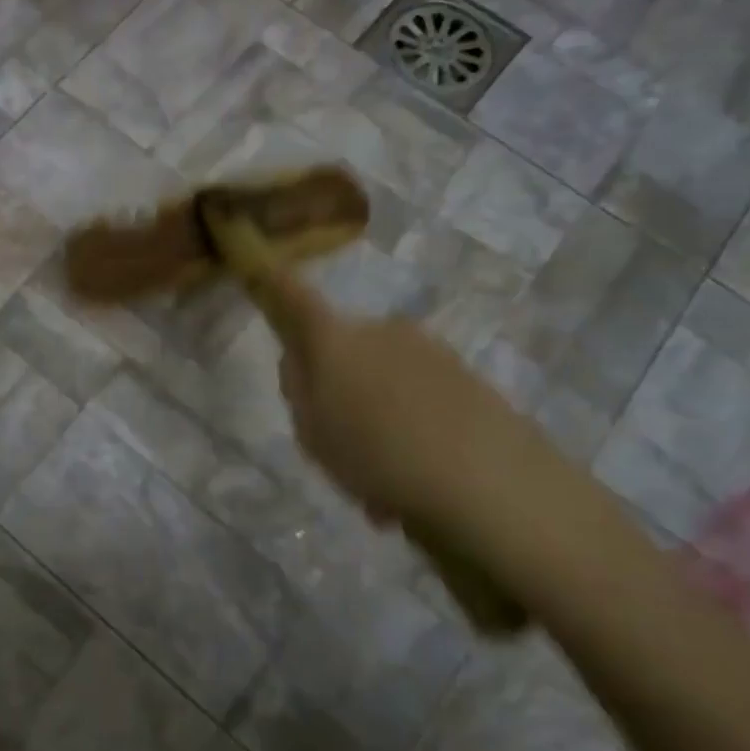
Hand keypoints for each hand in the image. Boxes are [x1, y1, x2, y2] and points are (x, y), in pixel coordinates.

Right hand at [253, 265, 556, 631]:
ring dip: (374, 419)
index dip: (271, 282)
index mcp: (335, 339)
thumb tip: (301, 361)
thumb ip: (298, 390)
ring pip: (381, 381)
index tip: (258, 264)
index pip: (293, 297)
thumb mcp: (313, 432)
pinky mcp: (466, 377)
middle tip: (337, 447)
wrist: (491, 483)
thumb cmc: (377, 455)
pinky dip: (408, 430)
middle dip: (335, 389)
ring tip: (381, 486)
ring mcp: (428, 351)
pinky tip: (415, 483)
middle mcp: (381, 331)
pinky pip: (417, 399)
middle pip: (341, 350)